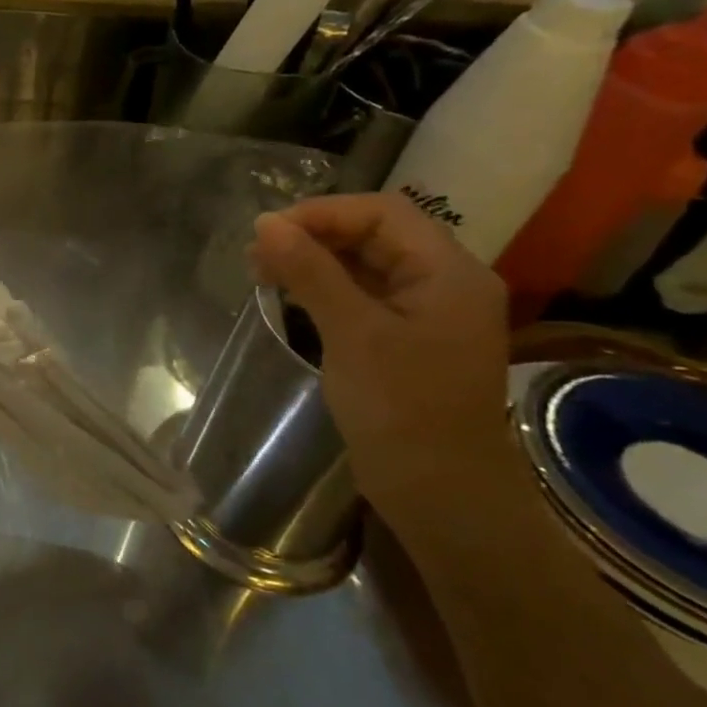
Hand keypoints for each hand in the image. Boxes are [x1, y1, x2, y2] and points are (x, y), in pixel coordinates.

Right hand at [248, 194, 514, 530]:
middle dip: (313, 235)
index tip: (267, 233)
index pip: (382, 213)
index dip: (322, 213)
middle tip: (257, 255)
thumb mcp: (352, 333)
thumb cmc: (402, 408)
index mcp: (449, 273)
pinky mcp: (405, 337)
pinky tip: (289, 295)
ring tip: (262, 272)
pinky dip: (323, 286)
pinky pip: (362, 293)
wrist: (440, 493)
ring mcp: (425, 311)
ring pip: (364, 263)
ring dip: (313, 260)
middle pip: (374, 234)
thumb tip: (265, 223)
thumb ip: (310, 272)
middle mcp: (444, 282)